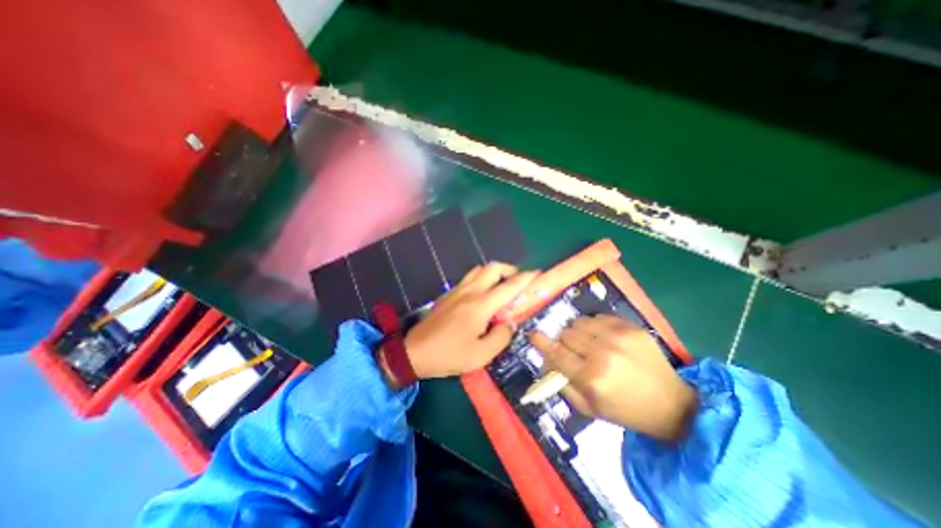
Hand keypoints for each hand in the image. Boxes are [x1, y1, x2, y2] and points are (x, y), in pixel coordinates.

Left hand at [396, 265, 536, 380]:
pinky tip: (482, 293)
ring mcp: (457, 290)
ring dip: (494, 272)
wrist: (415, 352)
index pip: (509, 286)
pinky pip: (469, 277)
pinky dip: (481, 278)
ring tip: (501, 285)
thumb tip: (509, 323)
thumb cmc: (449, 355)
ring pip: (479, 269)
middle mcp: (470, 291)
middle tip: (517, 281)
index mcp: (481, 305)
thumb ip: (501, 337)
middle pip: (493, 267)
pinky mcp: (448, 293)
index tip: (537, 274)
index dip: (525, 278)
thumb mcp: (481, 355)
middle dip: (510, 269)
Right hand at [528, 315, 697, 442]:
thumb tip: (546, 362)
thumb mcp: (589, 408)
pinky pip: (598, 317)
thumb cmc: (626, 410)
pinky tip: (604, 338)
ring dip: (578, 332)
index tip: (533, 335)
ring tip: (588, 343)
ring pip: (579, 322)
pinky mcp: (631, 327)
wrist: (672, 404)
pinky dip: (595, 326)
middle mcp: (602, 352)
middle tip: (572, 351)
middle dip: (564, 342)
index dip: (541, 342)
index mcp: (591, 377)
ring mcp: (618, 336)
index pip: (556, 352)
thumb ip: (562, 384)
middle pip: (566, 334)